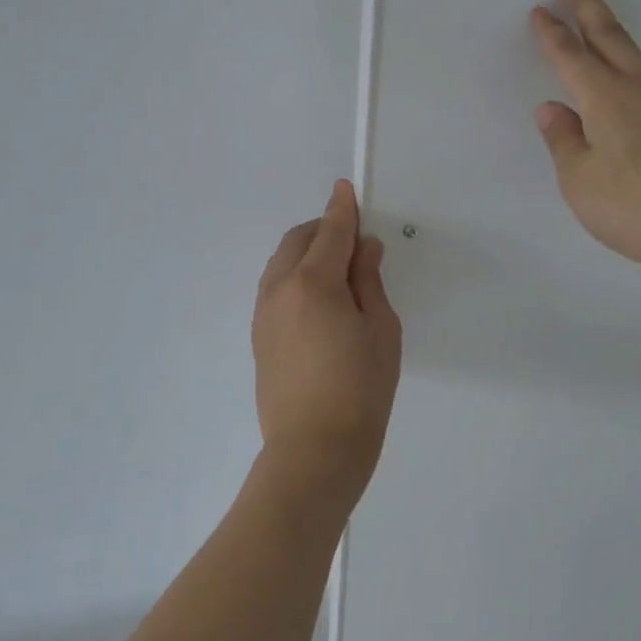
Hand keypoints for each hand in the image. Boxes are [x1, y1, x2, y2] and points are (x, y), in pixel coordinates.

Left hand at [252, 180, 402, 518]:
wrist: (314, 452)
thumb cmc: (361, 389)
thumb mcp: (381, 330)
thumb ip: (369, 281)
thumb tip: (363, 249)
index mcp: (313, 283)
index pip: (330, 232)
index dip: (342, 208)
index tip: (347, 188)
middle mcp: (279, 290)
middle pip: (297, 241)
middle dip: (323, 229)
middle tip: (353, 239)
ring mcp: (263, 314)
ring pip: (281, 264)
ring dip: (306, 252)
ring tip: (338, 270)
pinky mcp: (259, 338)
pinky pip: (275, 288)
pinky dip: (295, 277)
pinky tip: (319, 299)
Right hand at [530, 0, 640, 295]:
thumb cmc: (640, 209)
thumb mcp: (582, 183)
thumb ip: (564, 143)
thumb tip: (553, 109)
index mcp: (605, 99)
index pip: (570, 56)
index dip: (552, 33)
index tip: (540, 10)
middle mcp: (640, 88)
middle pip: (610, 36)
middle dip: (589, 4)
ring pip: (636, 57)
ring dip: (613, 36)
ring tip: (599, 27)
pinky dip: (634, 70)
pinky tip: (633, 88)